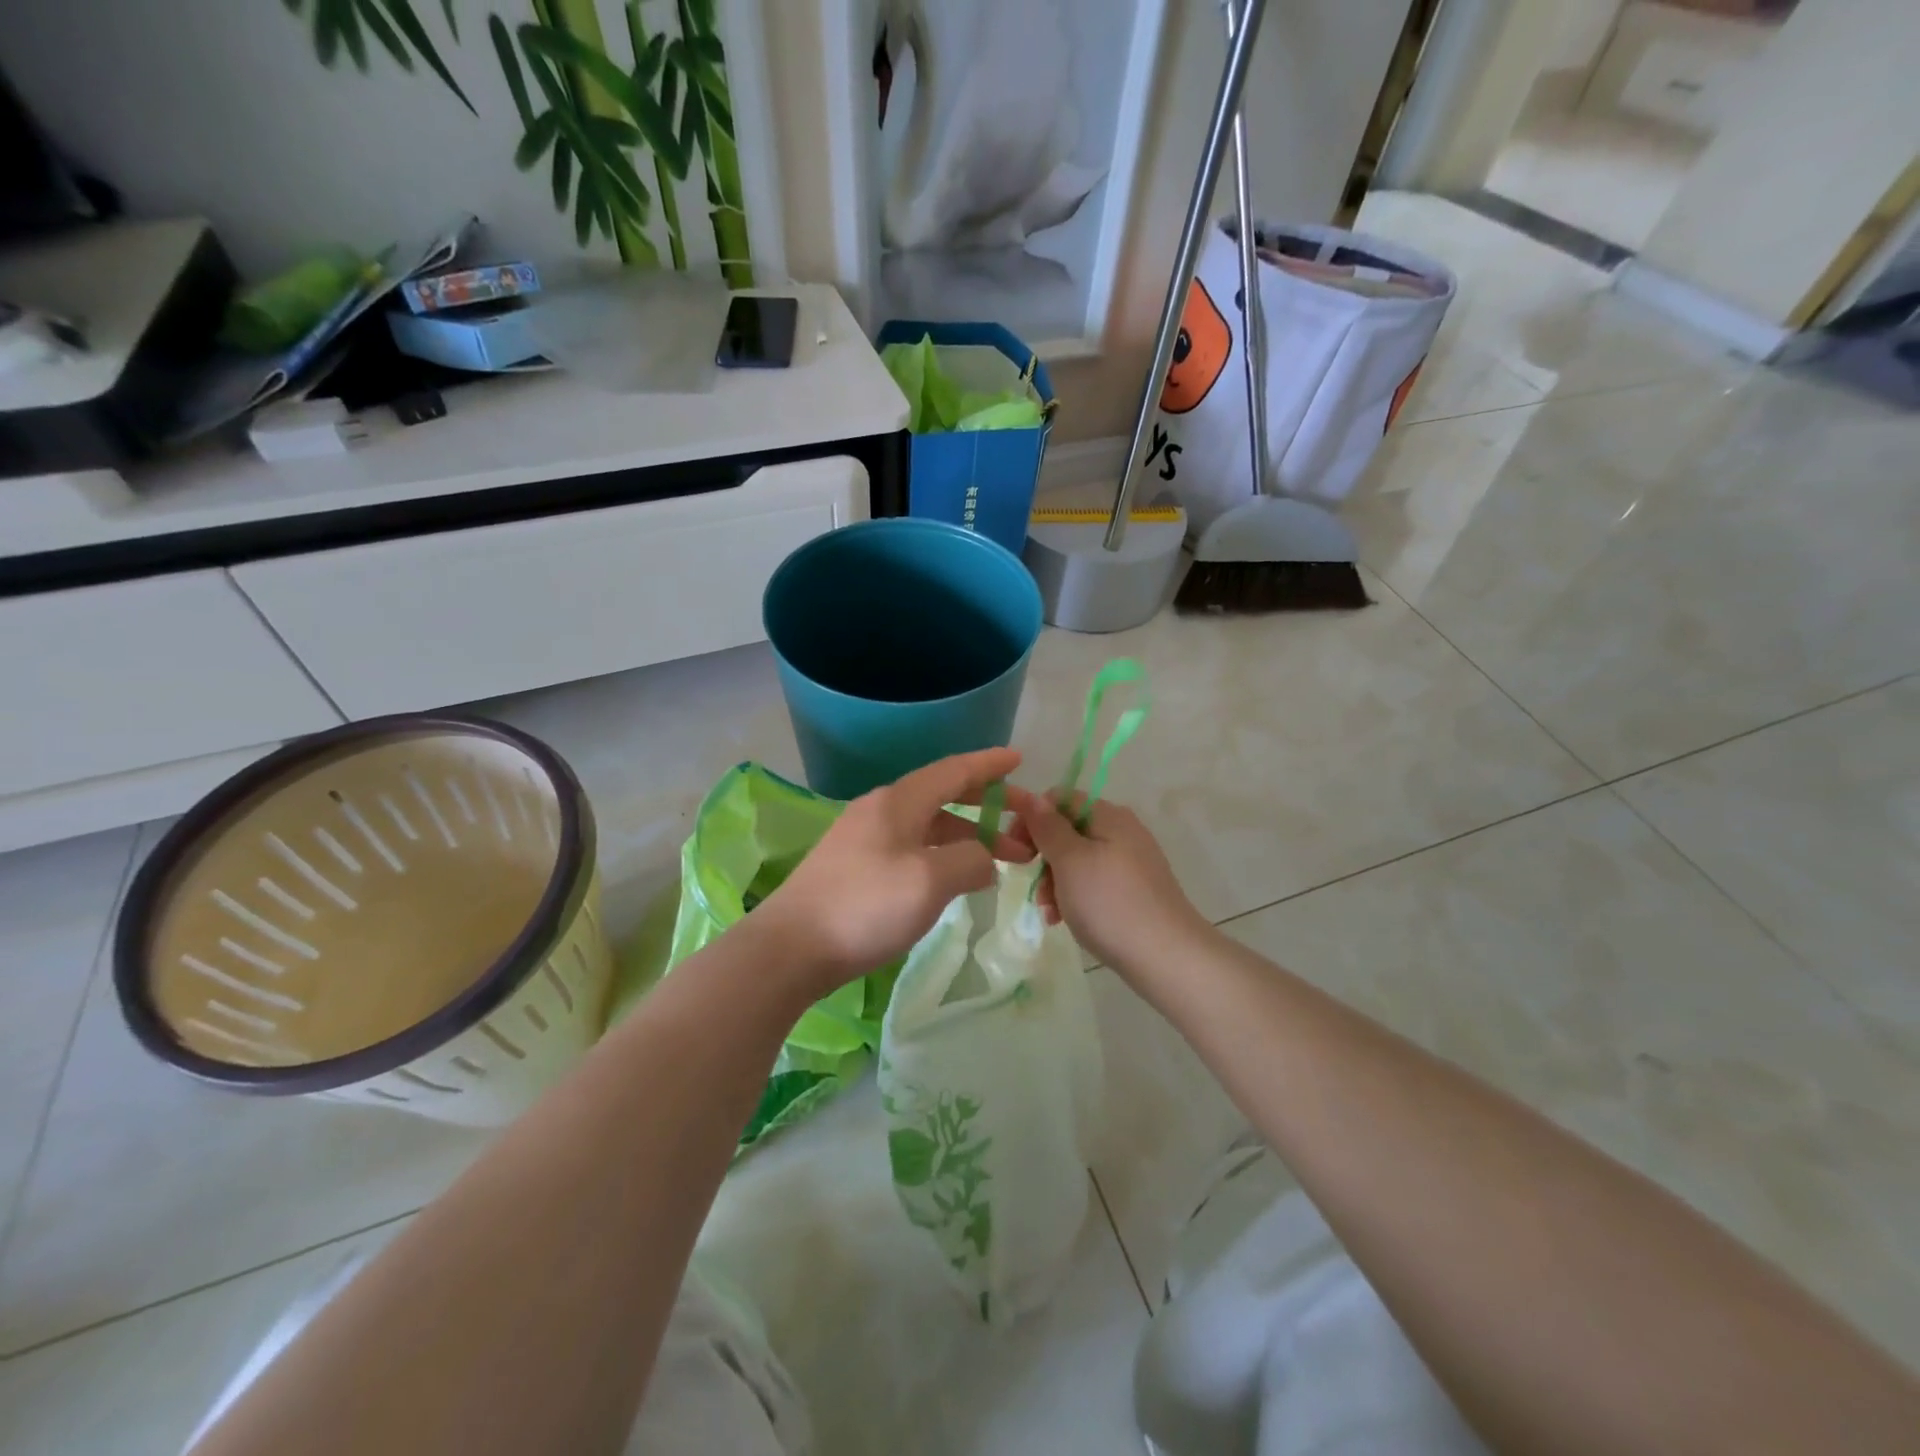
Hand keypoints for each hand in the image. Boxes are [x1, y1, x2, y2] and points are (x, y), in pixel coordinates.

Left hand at [758, 748, 1031, 997]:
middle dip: (986, 806)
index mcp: (898, 802)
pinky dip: (942, 855)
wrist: (790, 949)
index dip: (989, 765)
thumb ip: (970, 861)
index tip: (1019, 759)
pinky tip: (953, 879)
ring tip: (999, 861)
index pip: (954, 771)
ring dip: (966, 837)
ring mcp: (864, 839)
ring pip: (928, 826)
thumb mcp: (930, 881)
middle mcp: (880, 810)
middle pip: (942, 796)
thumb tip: (983, 859)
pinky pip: (912, 848)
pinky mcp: (855, 867)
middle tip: (1023, 822)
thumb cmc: (865, 906)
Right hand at [1004, 785, 1205, 976]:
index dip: (1032, 818)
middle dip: (1043, 857)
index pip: (1059, 798)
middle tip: (1033, 887)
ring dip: (1055, 882)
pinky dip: (1076, 896)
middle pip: (1068, 830)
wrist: (1166, 957)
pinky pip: (1095, 882)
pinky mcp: (1136, 890)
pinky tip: (1065, 920)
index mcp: (1108, 815)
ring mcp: (1132, 862)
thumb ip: (1048, 827)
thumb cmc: (1110, 903)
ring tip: (1049, 913)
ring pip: (1078, 860)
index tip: (1015, 849)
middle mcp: (1123, 831)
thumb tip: (1033, 798)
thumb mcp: (1069, 861)